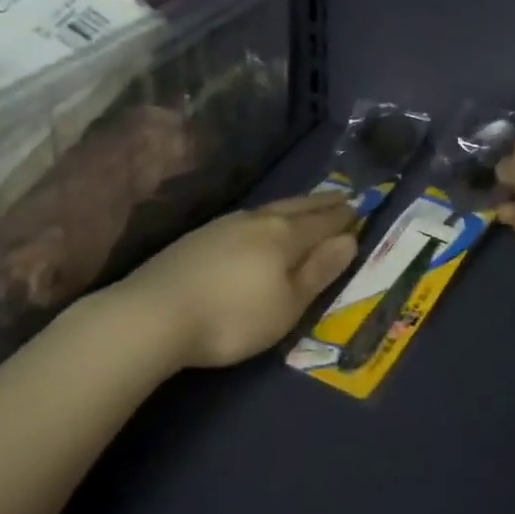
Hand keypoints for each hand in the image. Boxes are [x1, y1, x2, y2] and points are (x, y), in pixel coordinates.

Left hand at [121, 195, 359, 368]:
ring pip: (269, 208)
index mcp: (284, 236)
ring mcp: (224, 225)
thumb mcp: (287, 304)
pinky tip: (258, 224)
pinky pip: (246, 217)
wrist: (153, 315)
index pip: (323, 221)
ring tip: (306, 205)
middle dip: (322, 203)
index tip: (361, 207)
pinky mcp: (199, 237)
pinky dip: (266, 216)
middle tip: (342, 196)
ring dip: (293, 206)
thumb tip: (349, 240)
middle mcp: (257, 220)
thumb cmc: (233, 317)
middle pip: (297, 207)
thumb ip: (318, 271)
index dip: (344, 217)